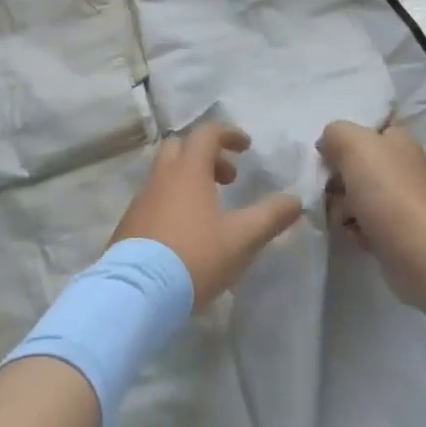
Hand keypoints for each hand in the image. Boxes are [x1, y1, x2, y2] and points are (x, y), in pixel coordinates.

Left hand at [111, 124, 302, 308]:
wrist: (136, 293)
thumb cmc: (194, 257)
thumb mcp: (242, 239)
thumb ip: (271, 216)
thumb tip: (296, 200)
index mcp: (188, 171)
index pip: (207, 133)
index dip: (229, 135)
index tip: (246, 148)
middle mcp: (161, 177)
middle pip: (181, 147)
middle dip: (207, 155)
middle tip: (227, 180)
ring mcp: (141, 200)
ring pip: (165, 174)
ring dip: (189, 181)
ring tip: (211, 212)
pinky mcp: (129, 224)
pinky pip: (154, 199)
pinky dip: (173, 202)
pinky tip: (185, 234)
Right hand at [320, 122, 425, 304]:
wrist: (416, 248)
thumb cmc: (385, 188)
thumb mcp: (352, 143)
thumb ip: (335, 133)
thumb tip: (327, 145)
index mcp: (399, 139)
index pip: (368, 130)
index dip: (345, 140)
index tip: (329, 155)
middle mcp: (404, 166)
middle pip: (358, 166)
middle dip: (338, 179)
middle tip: (332, 190)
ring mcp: (403, 201)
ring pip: (358, 197)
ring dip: (342, 208)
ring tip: (344, 218)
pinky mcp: (399, 232)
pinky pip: (365, 224)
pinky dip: (356, 230)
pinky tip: (356, 235)